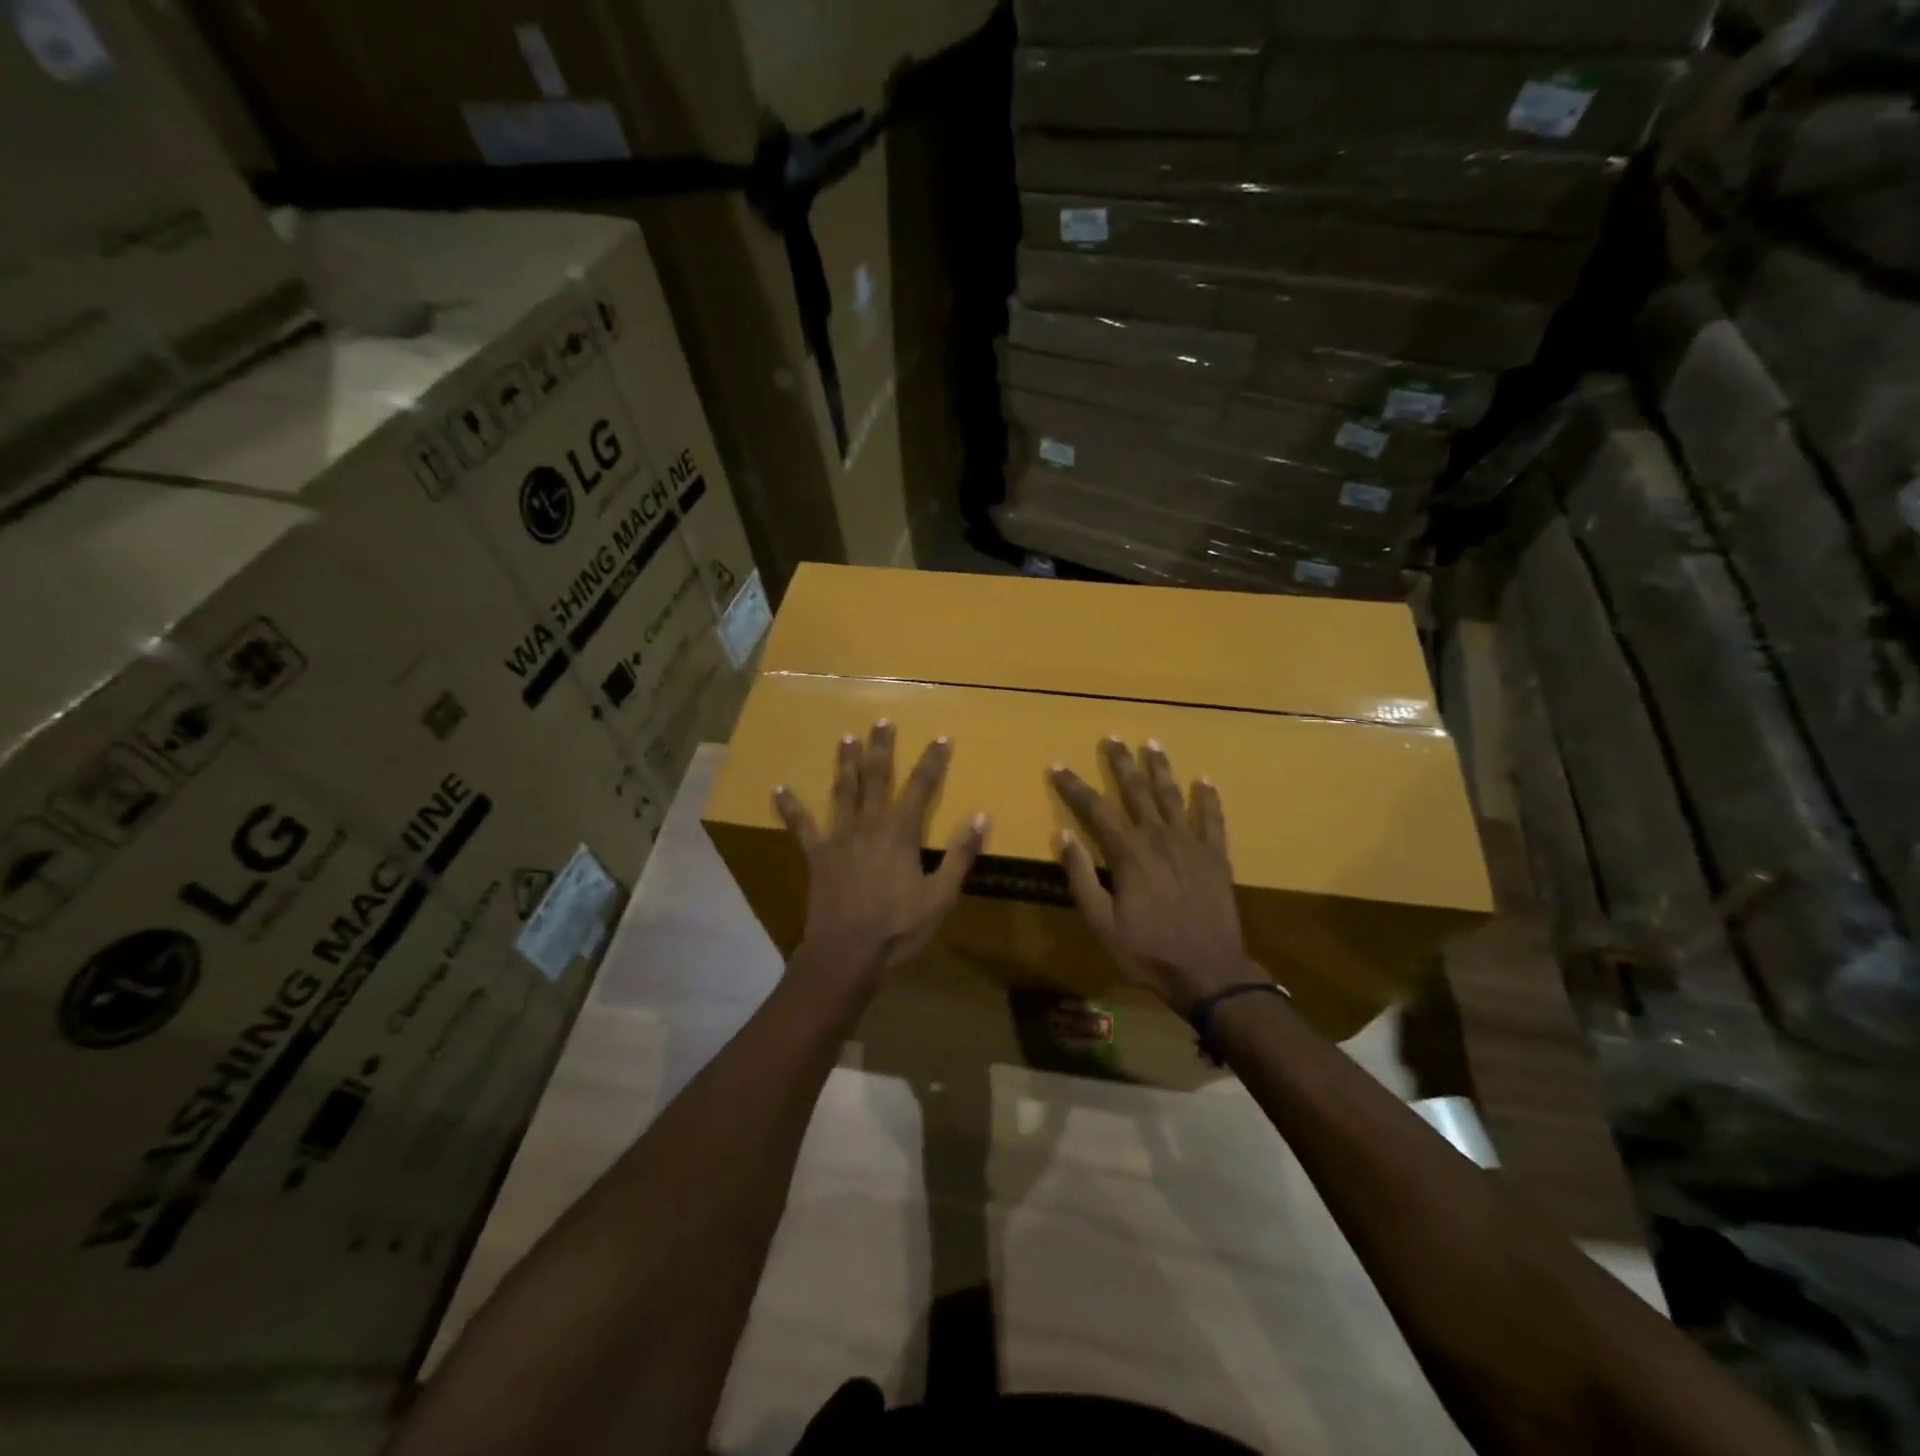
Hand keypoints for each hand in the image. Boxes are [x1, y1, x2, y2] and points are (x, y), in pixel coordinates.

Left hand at [774, 722, 988, 984]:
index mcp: (901, 831)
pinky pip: (801, 825)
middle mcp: (869, 823)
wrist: (847, 952)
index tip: (941, 737)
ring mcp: (839, 836)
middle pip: (877, 776)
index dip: (932, 760)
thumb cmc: (899, 926)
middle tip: (882, 721)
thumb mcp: (941, 895)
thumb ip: (961, 854)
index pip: (921, 786)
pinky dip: (790, 807)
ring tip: (846, 737)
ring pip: (843, 790)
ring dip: (845, 762)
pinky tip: (778, 789)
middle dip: (881, 748)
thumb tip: (982, 816)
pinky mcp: (816, 854)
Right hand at [1050, 738, 1261, 1014]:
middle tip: (1111, 736)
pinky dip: (1208, 798)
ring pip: (1172, 795)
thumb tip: (1063, 835)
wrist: (1209, 971)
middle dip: (1120, 762)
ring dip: (1160, 768)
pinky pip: (1212, 819)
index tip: (1057, 766)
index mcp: (1127, 852)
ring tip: (1151, 743)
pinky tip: (1204, 780)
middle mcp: (1158, 837)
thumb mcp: (1101, 921)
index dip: (1073, 786)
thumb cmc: (1147, 950)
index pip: (1094, 809)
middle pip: (1135, 790)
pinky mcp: (1216, 856)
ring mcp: (1190, 843)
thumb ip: (1080, 876)